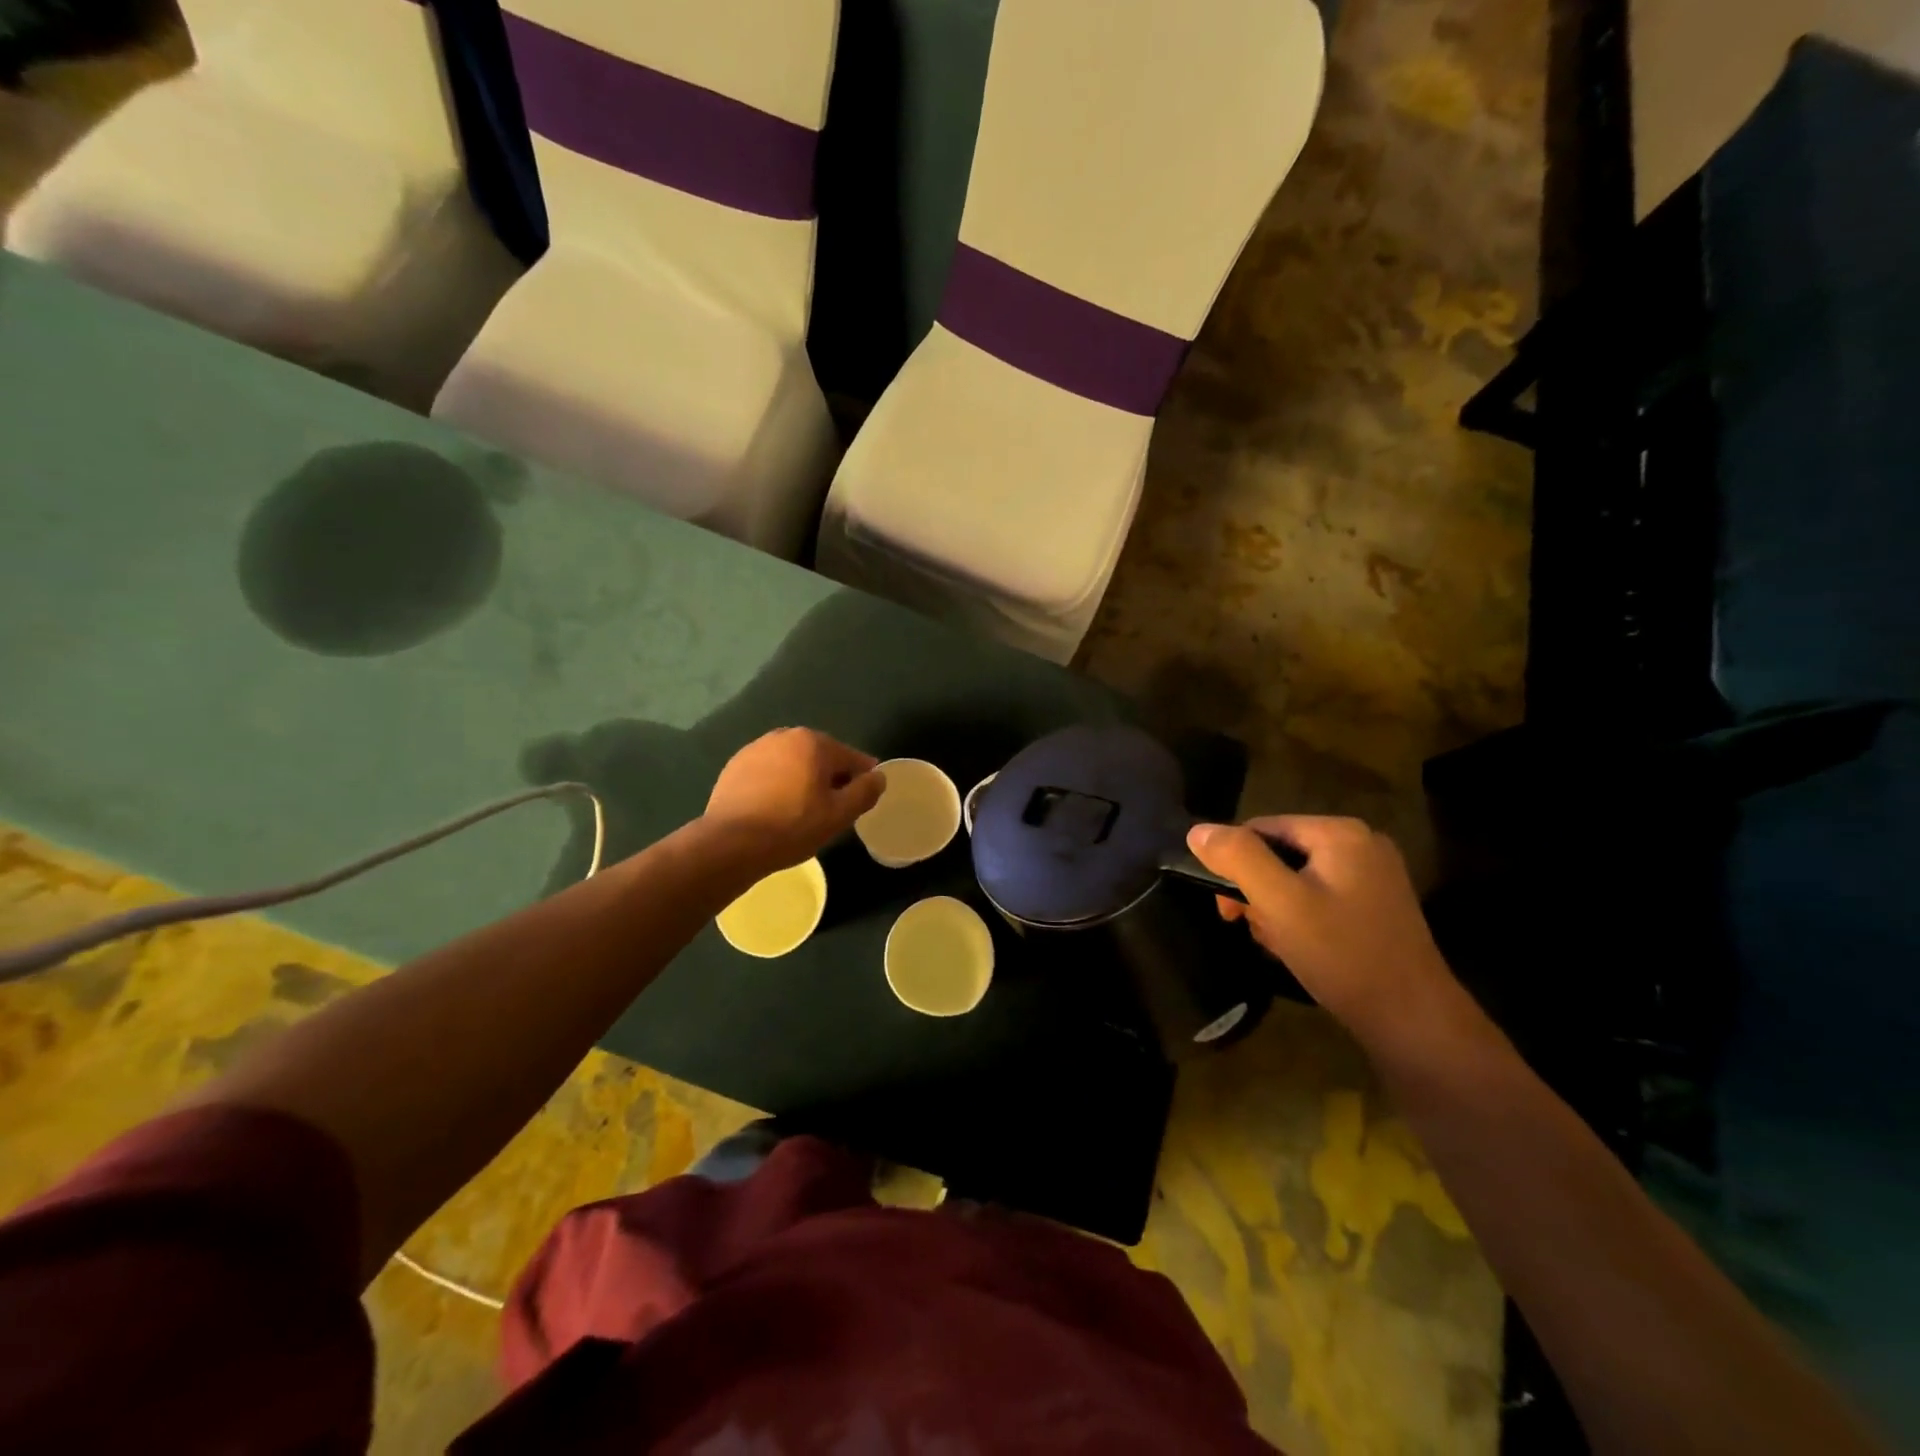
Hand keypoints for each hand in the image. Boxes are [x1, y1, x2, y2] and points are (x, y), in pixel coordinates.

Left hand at [703, 729, 884, 876]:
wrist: (730, 843)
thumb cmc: (792, 827)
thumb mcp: (839, 815)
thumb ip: (865, 791)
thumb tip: (879, 776)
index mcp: (814, 742)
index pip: (851, 757)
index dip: (863, 778)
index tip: (864, 797)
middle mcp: (785, 736)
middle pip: (821, 756)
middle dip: (831, 776)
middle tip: (833, 807)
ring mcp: (756, 748)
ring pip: (793, 762)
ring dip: (803, 778)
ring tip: (803, 809)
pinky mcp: (735, 766)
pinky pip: (769, 771)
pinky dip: (778, 783)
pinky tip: (775, 807)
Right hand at [1186, 816, 1470, 1052]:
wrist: (1412, 1021)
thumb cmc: (1341, 955)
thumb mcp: (1280, 902)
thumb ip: (1238, 858)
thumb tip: (1198, 831)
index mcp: (1340, 833)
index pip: (1262, 828)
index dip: (1235, 864)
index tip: (1227, 909)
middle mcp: (1361, 844)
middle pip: (1280, 853)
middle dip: (1256, 890)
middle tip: (1245, 927)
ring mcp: (1374, 876)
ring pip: (1298, 878)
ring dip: (1275, 908)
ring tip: (1275, 944)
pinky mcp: (1378, 906)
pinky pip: (1320, 897)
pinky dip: (1300, 919)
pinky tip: (1297, 948)